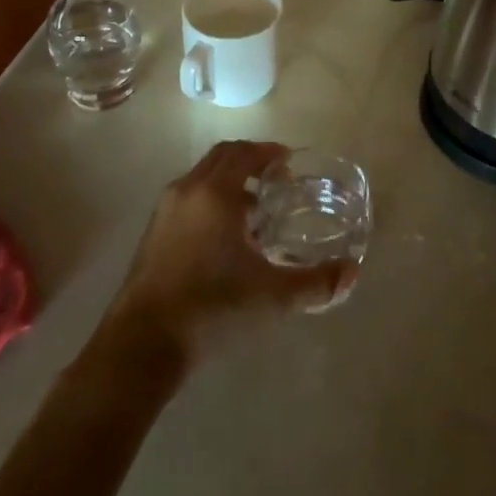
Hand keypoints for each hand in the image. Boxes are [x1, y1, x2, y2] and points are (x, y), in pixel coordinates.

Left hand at [106, 141, 355, 367]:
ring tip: (255, 211)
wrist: (143, 342)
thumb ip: (315, 284)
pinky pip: (188, 198)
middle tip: (276, 180)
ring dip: (229, 182)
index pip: (244, 153)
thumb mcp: (272, 297)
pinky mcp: (153, 232)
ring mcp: (166, 209)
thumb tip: (352, 273)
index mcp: (216, 192)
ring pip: (202, 178)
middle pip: (222, 158)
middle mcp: (188, 189)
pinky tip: (225, 237)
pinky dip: (210, 200)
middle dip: (249, 161)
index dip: (268, 152)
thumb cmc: (213, 308)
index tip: (289, 162)